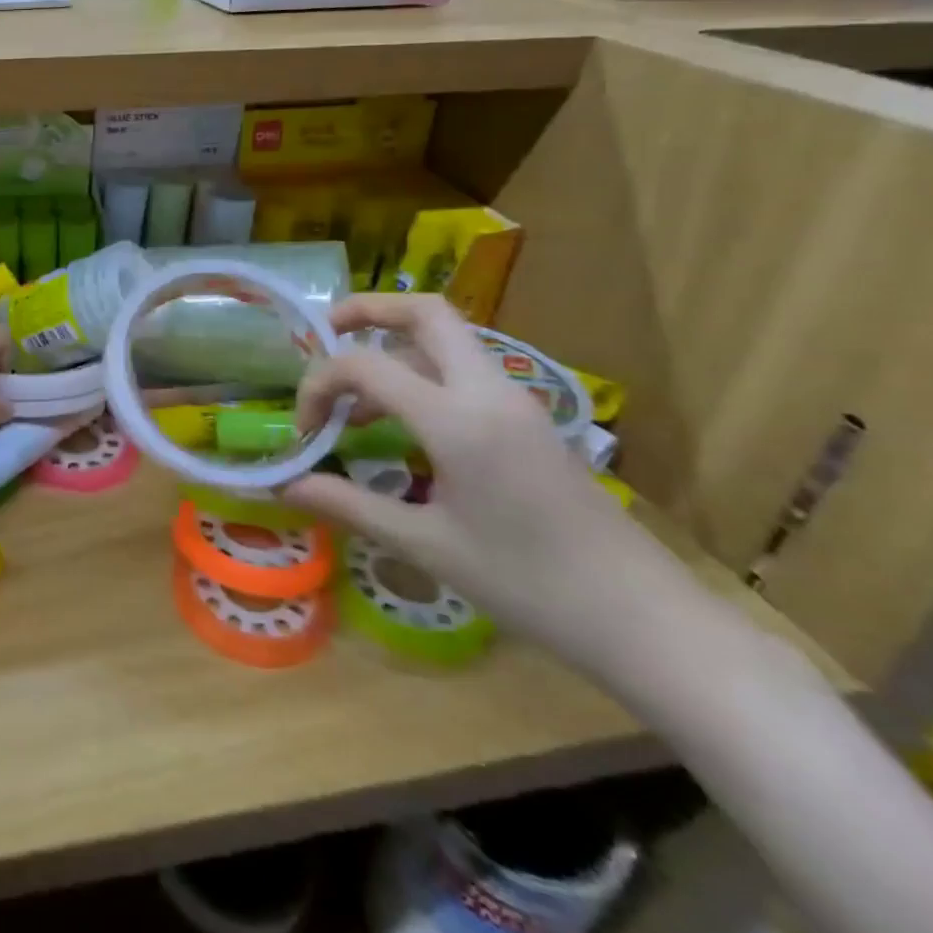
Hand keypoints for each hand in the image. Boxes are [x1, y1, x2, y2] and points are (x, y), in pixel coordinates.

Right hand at [282, 294, 692, 665]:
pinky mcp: (529, 421)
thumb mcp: (426, 545)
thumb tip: (286, 485)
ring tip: (355, 404)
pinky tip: (402, 427)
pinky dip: (420, 376)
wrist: (646, 621)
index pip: (366, 365)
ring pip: (446, 339)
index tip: (303, 431)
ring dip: (393, 348)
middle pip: (425, 312)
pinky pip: (463, 372)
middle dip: (366, 311)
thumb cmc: (528, 584)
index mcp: (457, 419)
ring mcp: (515, 402)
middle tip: (324, 334)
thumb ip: (348, 504)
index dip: (318, 385)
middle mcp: (488, 392)